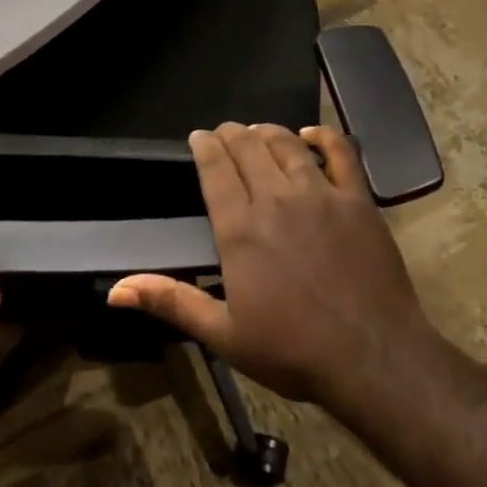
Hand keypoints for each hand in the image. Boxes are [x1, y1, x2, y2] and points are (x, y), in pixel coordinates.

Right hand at [107, 123, 438, 410]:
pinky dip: (323, 137)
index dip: (205, 147)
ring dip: (267, 132)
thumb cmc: (293, 350)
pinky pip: (340, 153)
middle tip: (223, 132)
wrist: (370, 355)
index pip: (216, 170)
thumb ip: (172, 301)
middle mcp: (276, 199)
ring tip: (257, 131)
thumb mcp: (224, 334)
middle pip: (248, 149)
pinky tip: (310, 135)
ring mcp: (320, 194)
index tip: (198, 137)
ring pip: (287, 145)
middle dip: (231, 134)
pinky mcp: (357, 199)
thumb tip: (116, 289)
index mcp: (240, 229)